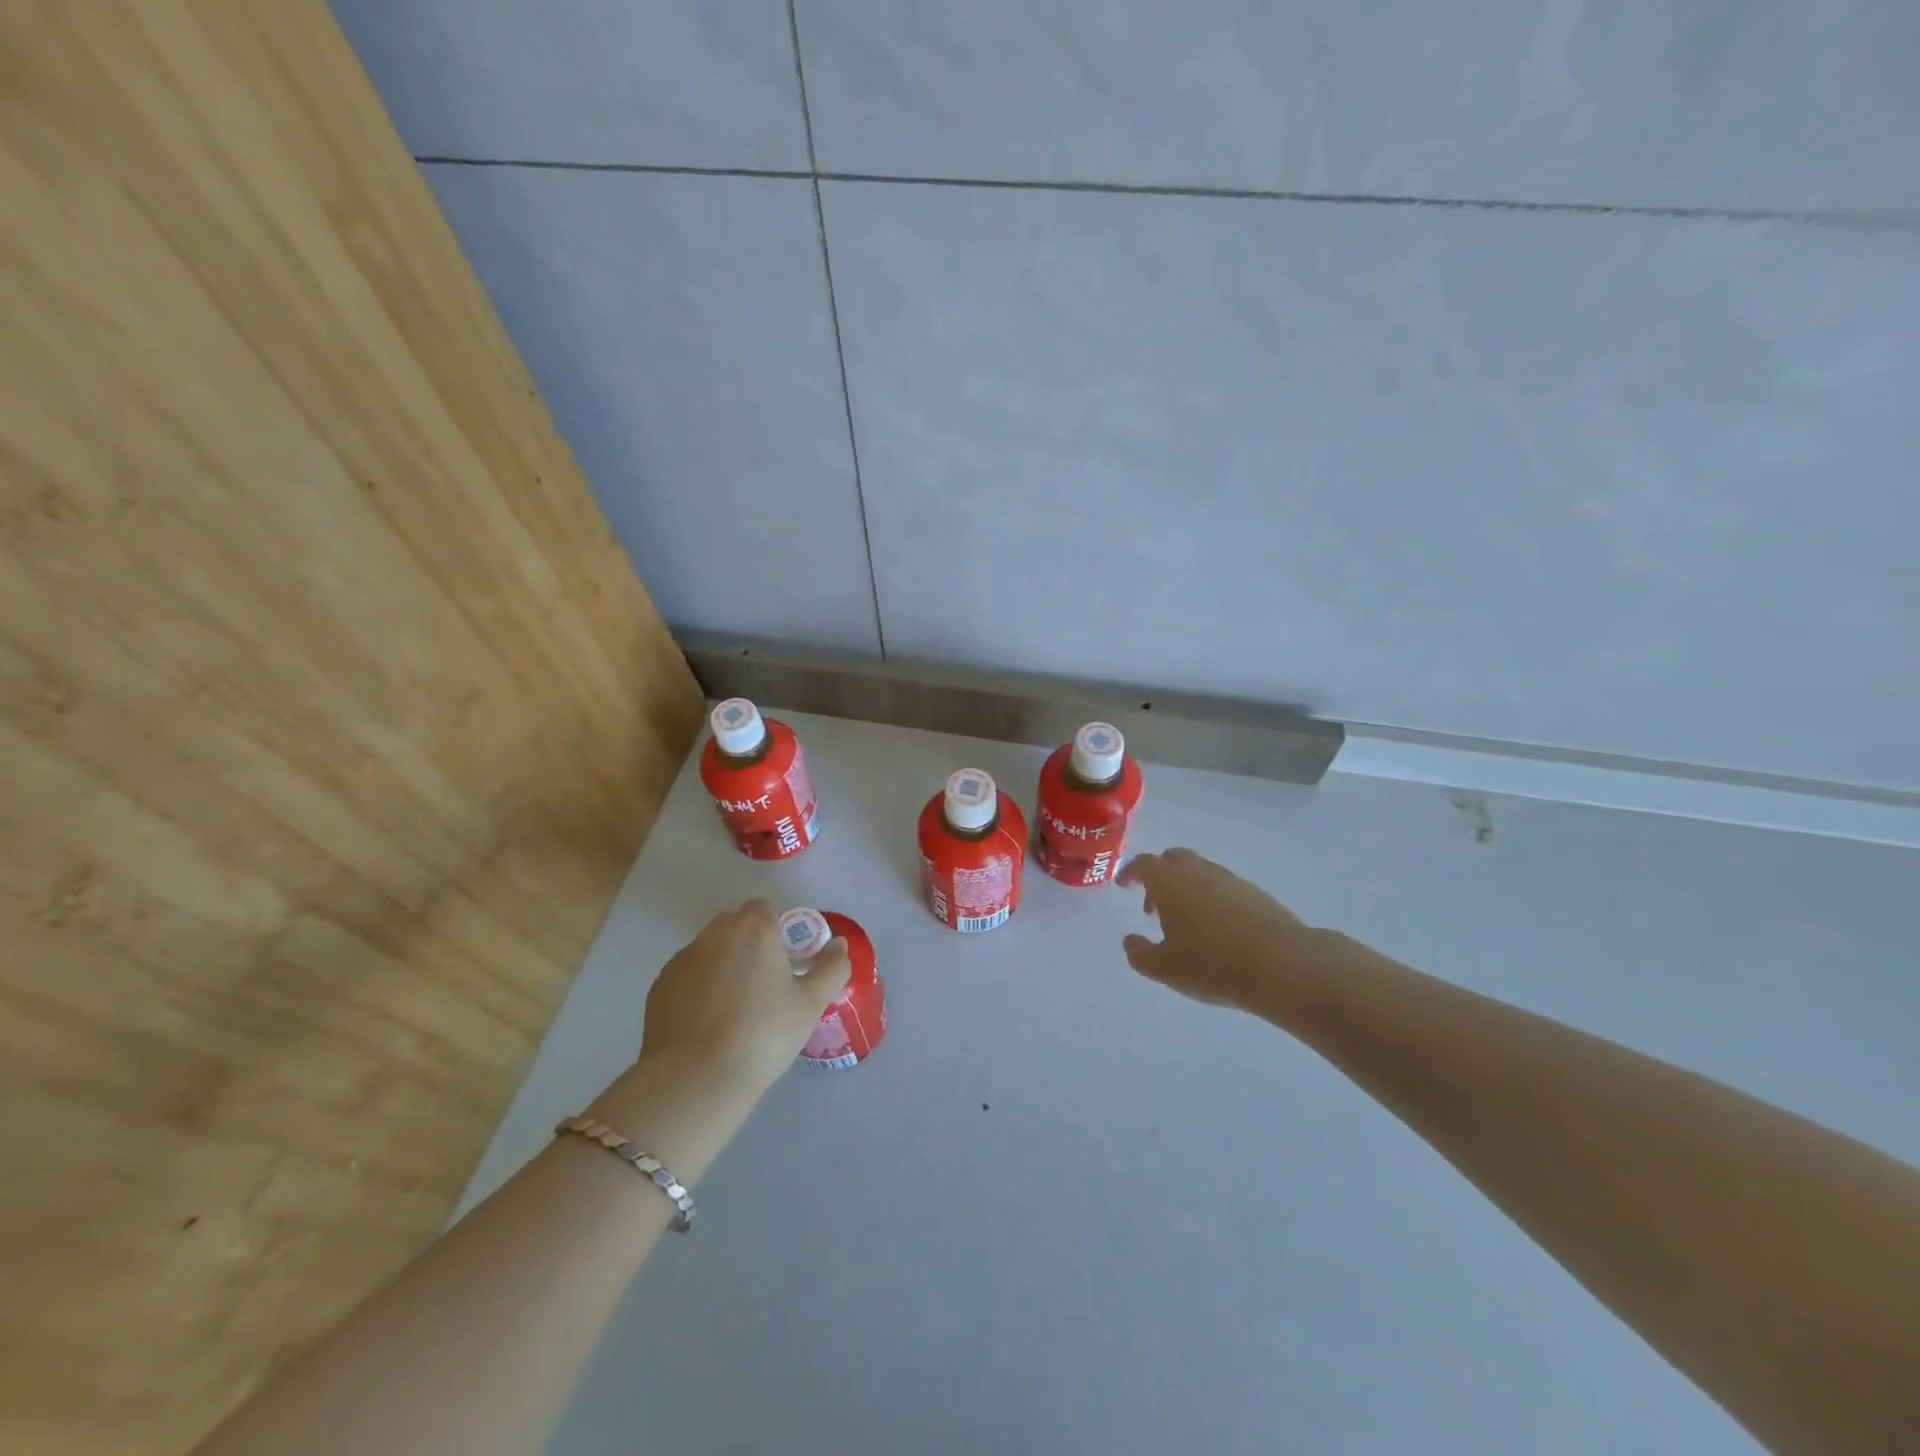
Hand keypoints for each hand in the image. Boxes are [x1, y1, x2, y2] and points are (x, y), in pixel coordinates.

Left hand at [636, 899, 851, 1098]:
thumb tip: (838, 945)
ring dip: (723, 965)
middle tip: (765, 985)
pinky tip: (708, 1023)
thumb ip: (832, 968)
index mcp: (754, 928)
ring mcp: (682, 958)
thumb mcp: (811, 1004)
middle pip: (735, 925)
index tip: (786, 964)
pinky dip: (698, 988)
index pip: (765, 910)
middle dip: (750, 945)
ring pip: (710, 950)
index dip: (778, 932)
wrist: (697, 1077)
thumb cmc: (764, 1034)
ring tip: (734, 1009)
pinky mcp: (659, 985)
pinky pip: (687, 976)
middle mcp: (715, 933)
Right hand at [1118, 848, 1315, 1012]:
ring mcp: (1231, 880)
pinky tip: (1218, 930)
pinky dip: (1213, 900)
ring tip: (1187, 923)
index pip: (1143, 864)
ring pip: (1201, 872)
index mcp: (1170, 882)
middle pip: (1174, 859)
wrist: (1283, 965)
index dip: (1130, 873)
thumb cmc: (1212, 964)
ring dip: (1187, 889)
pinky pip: (1224, 888)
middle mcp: (1199, 872)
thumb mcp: (1165, 968)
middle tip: (1155, 906)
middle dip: (1160, 876)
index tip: (1124, 885)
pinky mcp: (1257, 895)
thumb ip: (1140, 954)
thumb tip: (1130, 941)